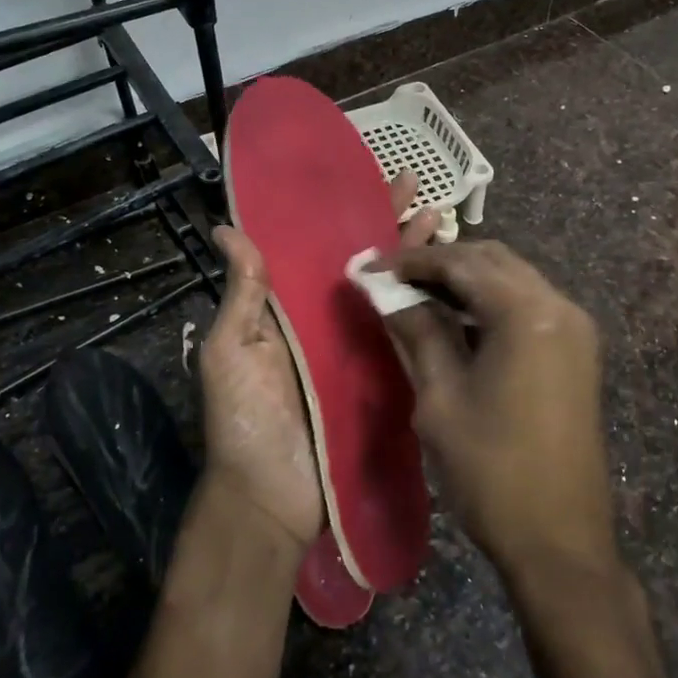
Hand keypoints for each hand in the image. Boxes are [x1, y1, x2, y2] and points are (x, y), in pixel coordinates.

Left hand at [200, 172, 440, 552]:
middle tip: (420, 191)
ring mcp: (360, 350)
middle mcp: (329, 321)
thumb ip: (243, 292)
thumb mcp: (232, 349)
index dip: (346, 213)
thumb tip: (228, 228)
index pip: (322, 247)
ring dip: (415, 256)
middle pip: (365, 263)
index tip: (370, 179)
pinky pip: (407, 336)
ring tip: (441, 219)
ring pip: (391, 291)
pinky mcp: (384, 378)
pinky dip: (426, 307)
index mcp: (291, 307)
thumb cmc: (244, 418)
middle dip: (390, 225)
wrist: (269, 498)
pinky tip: (450, 282)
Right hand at [381, 241, 614, 580]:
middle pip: (493, 260)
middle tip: (395, 279)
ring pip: (513, 278)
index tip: (373, 267)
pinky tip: (458, 320)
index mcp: (527, 313)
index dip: (414, 261)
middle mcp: (559, 306)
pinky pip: (529, 305)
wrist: (561, 540)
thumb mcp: (440, 397)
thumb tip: (386, 292)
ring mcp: (575, 327)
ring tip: (419, 296)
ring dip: (468, 280)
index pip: (462, 263)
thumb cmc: (492, 470)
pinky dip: (492, 302)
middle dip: (442, 263)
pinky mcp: (577, 350)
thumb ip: (416, 331)